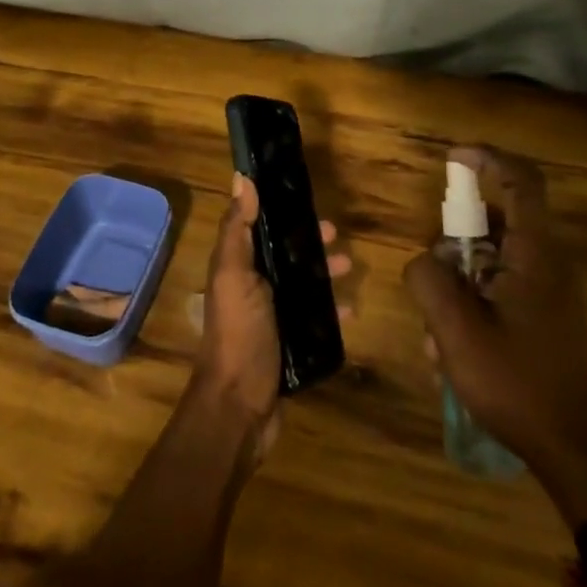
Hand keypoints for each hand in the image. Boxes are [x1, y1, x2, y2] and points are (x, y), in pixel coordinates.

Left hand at [191, 173, 348, 464]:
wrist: (240, 408)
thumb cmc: (239, 334)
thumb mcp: (234, 275)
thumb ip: (237, 230)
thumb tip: (241, 178)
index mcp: (237, 268)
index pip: (258, 228)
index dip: (280, 211)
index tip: (306, 198)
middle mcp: (252, 288)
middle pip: (284, 256)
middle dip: (309, 243)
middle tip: (338, 236)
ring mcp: (272, 319)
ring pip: (302, 285)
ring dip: (324, 273)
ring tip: (350, 267)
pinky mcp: (289, 345)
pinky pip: (314, 319)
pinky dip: (331, 311)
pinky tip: (352, 309)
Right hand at [403, 147, 586, 521]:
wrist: (571, 451)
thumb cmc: (515, 384)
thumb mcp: (456, 331)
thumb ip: (429, 279)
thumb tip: (425, 260)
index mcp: (536, 255)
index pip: (521, 181)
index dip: (487, 159)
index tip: (452, 159)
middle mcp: (549, 263)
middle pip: (497, 221)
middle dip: (455, 241)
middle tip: (432, 277)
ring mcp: (550, 291)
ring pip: (492, 258)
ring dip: (458, 281)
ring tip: (438, 330)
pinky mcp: (545, 315)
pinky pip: (500, 286)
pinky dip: (472, 301)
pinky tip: (452, 349)